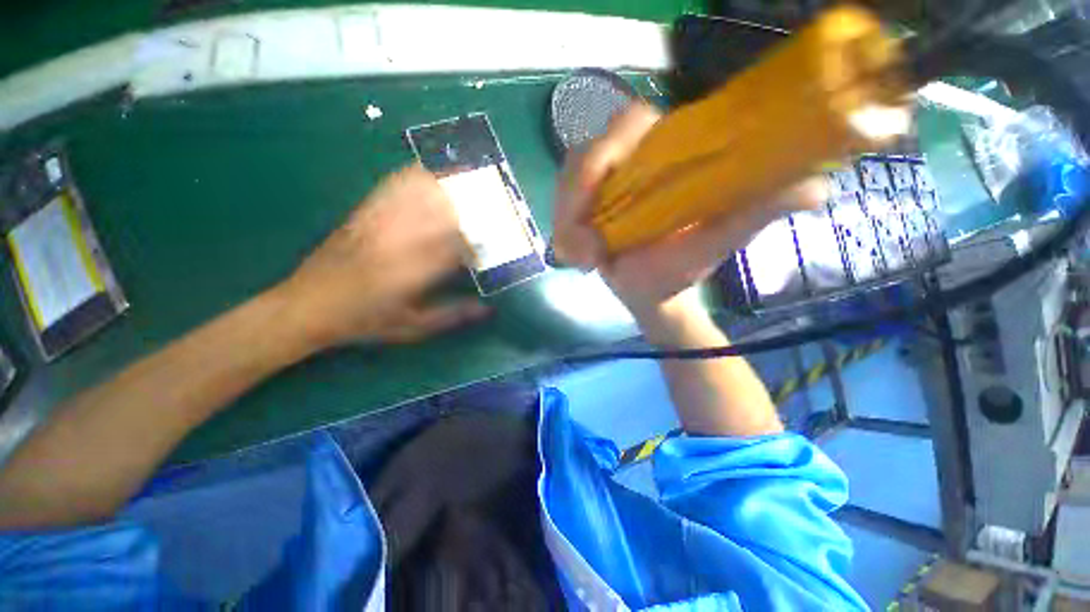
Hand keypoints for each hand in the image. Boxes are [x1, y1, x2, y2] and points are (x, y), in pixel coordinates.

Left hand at [275, 165, 487, 350]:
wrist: (304, 307)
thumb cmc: (363, 322)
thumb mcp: (411, 328)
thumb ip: (451, 316)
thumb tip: (486, 309)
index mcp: (411, 274)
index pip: (454, 249)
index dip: (473, 247)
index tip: (480, 253)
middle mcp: (396, 244)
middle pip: (440, 215)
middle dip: (466, 211)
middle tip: (482, 215)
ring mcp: (377, 225)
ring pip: (417, 196)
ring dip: (444, 189)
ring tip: (464, 186)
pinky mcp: (360, 215)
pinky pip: (390, 189)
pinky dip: (412, 178)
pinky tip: (426, 174)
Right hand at [553, 103, 826, 336]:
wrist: (650, 294)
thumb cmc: (681, 270)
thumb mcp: (718, 241)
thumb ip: (756, 212)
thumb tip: (815, 187)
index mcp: (667, 154)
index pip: (629, 124)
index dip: (605, 151)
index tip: (595, 196)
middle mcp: (631, 161)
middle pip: (584, 157)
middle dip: (574, 202)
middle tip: (585, 252)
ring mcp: (602, 186)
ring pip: (566, 185)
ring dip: (565, 224)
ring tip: (583, 261)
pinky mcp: (584, 206)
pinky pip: (559, 208)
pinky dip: (561, 232)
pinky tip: (574, 257)